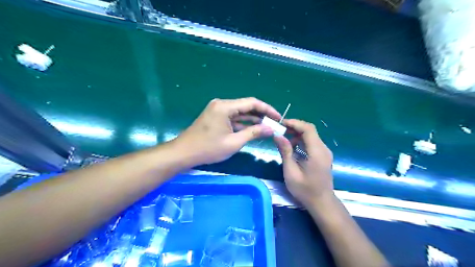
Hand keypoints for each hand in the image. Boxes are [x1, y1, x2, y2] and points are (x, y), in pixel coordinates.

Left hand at [173, 97, 278, 165]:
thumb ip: (253, 133)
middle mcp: (222, 104)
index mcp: (225, 106)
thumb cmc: (208, 149)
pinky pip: (233, 118)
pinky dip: (243, 123)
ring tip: (267, 127)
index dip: (267, 109)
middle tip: (275, 123)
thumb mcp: (233, 142)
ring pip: (240, 112)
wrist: (184, 153)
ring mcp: (218, 110)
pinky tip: (254, 129)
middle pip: (246, 106)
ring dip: (253, 119)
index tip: (278, 117)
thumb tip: (270, 129)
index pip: (252, 103)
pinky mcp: (216, 117)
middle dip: (261, 115)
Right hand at [272, 118, 335, 207]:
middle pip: (310, 130)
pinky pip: (312, 142)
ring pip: (311, 135)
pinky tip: (293, 147)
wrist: (321, 202)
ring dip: (297, 134)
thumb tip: (277, 135)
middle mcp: (323, 149)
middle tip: (280, 131)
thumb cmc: (305, 190)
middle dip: (294, 127)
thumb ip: (285, 151)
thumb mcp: (291, 172)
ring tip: (284, 139)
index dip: (294, 123)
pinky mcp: (323, 155)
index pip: (308, 129)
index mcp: (317, 152)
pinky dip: (301, 141)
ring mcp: (325, 152)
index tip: (281, 124)